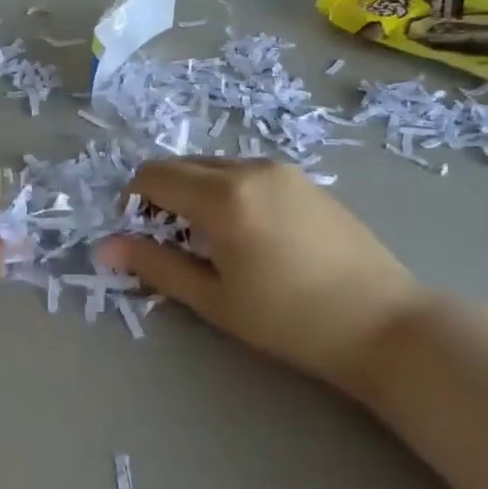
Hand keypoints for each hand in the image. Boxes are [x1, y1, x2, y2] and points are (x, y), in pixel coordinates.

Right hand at [98, 159, 422, 400]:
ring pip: (214, 167)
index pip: (152, 176)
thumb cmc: (290, 319)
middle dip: (160, 196)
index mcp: (222, 196)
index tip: (136, 236)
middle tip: (169, 242)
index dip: (132, 202)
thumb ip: (155, 266)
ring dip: (194, 193)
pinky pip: (245, 173)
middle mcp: (249, 168)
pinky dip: (225, 192)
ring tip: (210, 242)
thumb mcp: (213, 298)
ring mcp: (282, 170)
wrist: (384, 323)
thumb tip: (103, 248)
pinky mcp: (305, 180)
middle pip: (181, 166)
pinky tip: (247, 235)